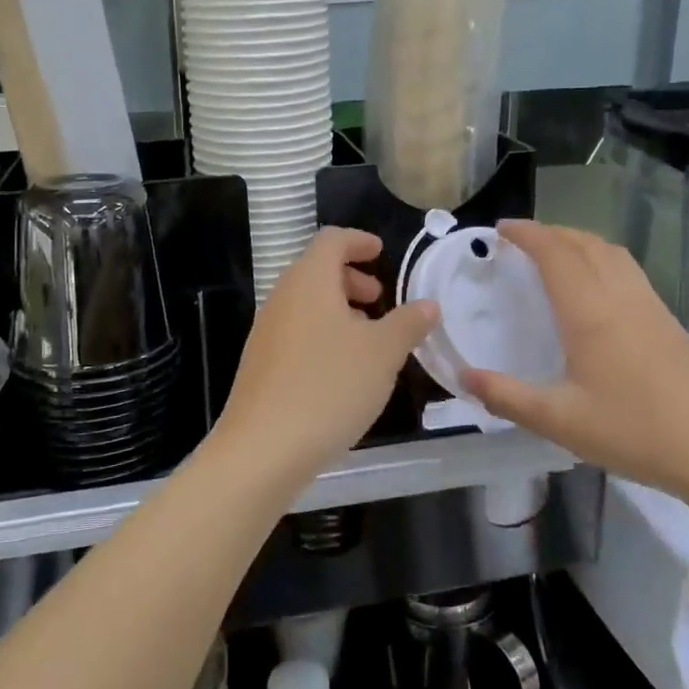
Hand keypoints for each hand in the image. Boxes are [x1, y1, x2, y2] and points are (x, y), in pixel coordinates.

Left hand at [210, 228, 438, 480]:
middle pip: (316, 270)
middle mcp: (282, 297)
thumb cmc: (329, 386)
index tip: (382, 253)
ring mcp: (266, 332)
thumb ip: (408, 323)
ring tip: (368, 338)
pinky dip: (322, 334)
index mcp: (309, 281)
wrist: (263, 448)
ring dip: (338, 309)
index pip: (331, 240)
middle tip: (379, 299)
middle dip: (351, 278)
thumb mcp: (383, 353)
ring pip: (306, 304)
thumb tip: (427, 304)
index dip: (359, 241)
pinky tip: (342, 370)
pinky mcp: (261, 364)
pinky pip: (296, 332)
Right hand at [462, 220, 688, 497]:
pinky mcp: (668, 320)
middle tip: (519, 240)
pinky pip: (628, 270)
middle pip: (583, 243)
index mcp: (590, 312)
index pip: (555, 253)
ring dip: (578, 241)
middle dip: (549, 232)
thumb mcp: (559, 421)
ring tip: (554, 253)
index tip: (500, 229)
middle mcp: (620, 297)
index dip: (527, 234)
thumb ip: (507, 397)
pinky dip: (601, 258)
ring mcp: (650, 305)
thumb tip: (462, 377)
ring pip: (611, 252)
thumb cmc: (634, 432)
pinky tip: (596, 286)